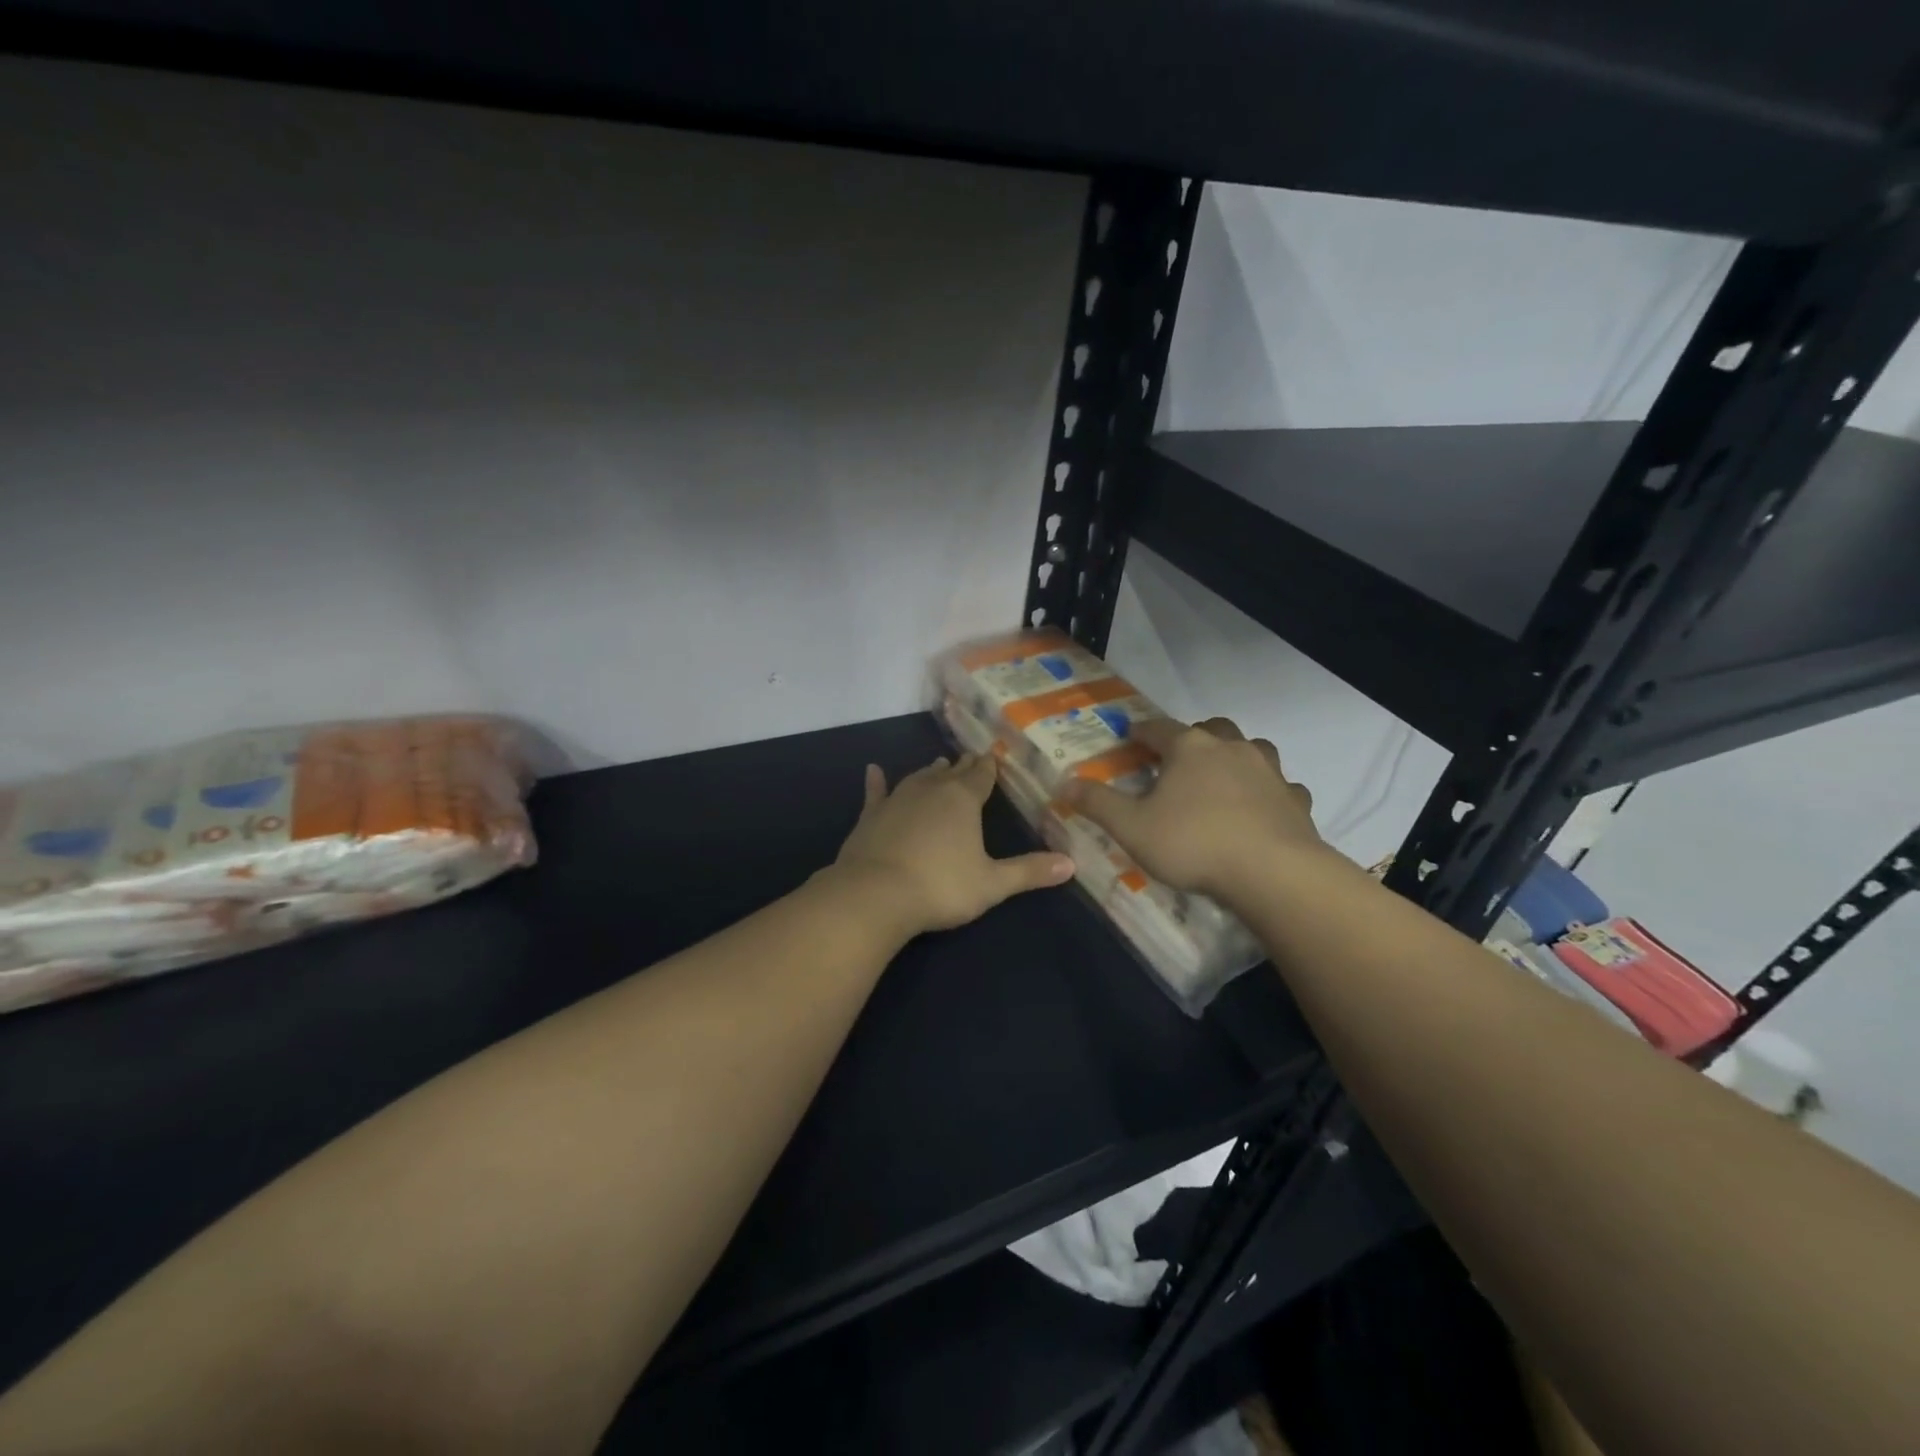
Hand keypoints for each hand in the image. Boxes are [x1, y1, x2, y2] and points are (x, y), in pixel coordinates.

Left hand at [832, 754, 1074, 937]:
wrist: (875, 895)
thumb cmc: (941, 887)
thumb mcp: (993, 884)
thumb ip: (1029, 872)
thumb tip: (1071, 864)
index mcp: (963, 800)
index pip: (980, 777)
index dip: (988, 768)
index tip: (991, 756)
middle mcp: (931, 790)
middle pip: (950, 773)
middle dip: (961, 766)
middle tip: (968, 757)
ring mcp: (897, 800)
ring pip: (918, 778)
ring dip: (929, 771)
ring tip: (937, 763)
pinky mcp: (870, 816)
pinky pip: (876, 792)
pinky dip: (876, 781)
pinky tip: (873, 769)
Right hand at [1062, 717, 1323, 905]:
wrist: (1273, 873)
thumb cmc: (1193, 844)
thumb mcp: (1131, 827)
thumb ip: (1097, 803)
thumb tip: (1065, 783)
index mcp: (1189, 748)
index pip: (1158, 728)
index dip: (1141, 731)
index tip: (1130, 736)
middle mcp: (1231, 748)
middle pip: (1211, 727)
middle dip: (1193, 736)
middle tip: (1178, 758)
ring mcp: (1269, 771)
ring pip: (1252, 748)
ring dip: (1235, 756)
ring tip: (1222, 777)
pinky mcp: (1295, 800)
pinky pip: (1282, 786)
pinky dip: (1269, 791)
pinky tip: (1262, 808)